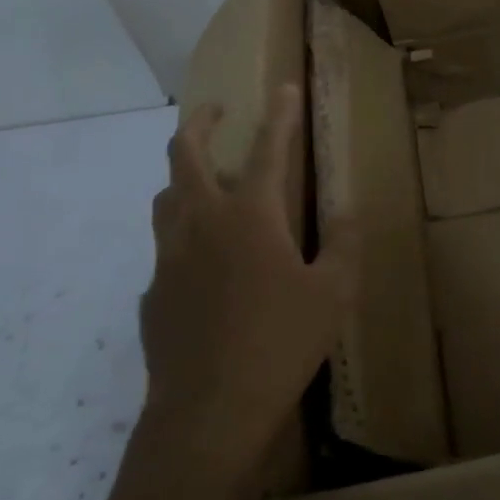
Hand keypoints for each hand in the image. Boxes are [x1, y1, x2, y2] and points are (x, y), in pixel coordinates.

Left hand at [140, 84, 357, 474]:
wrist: (208, 413)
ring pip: (166, 197)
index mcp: (250, 216)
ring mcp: (169, 258)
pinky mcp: (153, 293)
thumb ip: (343, 243)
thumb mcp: (333, 292)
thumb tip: (347, 211)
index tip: (284, 86)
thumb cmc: (280, 343)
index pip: (268, 149)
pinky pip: (164, 249)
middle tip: (215, 110)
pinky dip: (183, 237)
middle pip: (186, 154)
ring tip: (204, 178)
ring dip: (183, 175)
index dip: (280, 114)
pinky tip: (202, 264)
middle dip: (201, 123)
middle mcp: (202, 223)